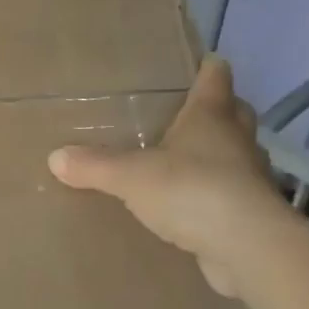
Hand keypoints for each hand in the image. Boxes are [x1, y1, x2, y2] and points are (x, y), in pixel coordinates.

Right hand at [49, 56, 287, 297]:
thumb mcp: (131, 176)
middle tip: (188, 111)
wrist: (248, 249)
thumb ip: (94, 165)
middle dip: (218, 109)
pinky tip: (193, 204)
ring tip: (186, 159)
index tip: (201, 60)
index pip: (215, 78)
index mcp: (211, 117)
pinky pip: (232, 194)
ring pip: (236, 154)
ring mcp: (250, 178)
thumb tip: (55, 157)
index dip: (208, 67)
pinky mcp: (253, 214)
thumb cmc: (192, 191)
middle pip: (234, 113)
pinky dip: (216, 194)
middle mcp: (236, 141)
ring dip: (219, 153)